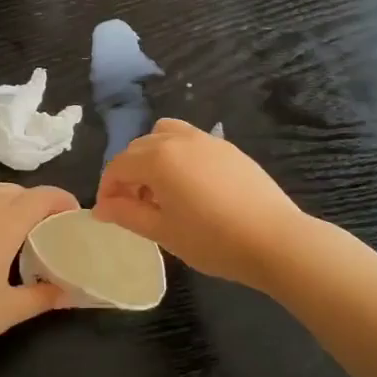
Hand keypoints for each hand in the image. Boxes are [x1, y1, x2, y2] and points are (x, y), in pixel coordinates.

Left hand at [0, 183, 77, 370]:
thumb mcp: (9, 311)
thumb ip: (43, 296)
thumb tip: (67, 292)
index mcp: (2, 223)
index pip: (41, 196)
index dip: (62, 200)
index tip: (75, 217)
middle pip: (15, 190)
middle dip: (37, 201)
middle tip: (50, 228)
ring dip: (11, 205)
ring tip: (20, 236)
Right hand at [94, 119, 308, 288]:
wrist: (274, 239)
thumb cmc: (212, 240)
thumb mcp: (163, 232)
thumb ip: (127, 214)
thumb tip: (101, 207)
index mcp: (157, 158)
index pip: (118, 166)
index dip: (107, 189)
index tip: (109, 213)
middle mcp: (178, 140)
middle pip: (139, 147)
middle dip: (129, 174)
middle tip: (134, 207)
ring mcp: (207, 140)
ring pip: (165, 135)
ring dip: (153, 157)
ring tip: (162, 191)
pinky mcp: (229, 148)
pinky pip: (191, 142)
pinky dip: (178, 156)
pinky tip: (192, 188)